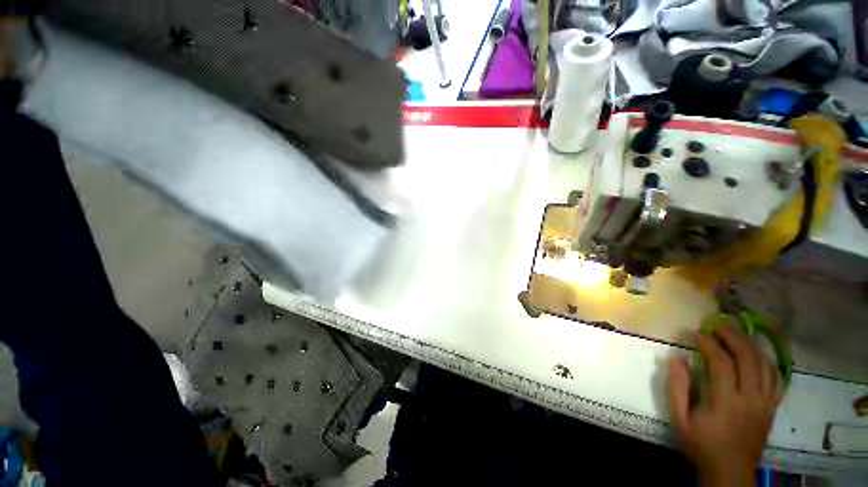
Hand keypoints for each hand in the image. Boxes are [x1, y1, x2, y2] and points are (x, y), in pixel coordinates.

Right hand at [667, 323, 780, 486]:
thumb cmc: (701, 443)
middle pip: (748, 358)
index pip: (721, 362)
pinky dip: (766, 361)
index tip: (695, 333)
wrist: (730, 469)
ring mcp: (765, 402)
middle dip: (733, 336)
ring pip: (765, 364)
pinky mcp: (772, 406)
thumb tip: (677, 358)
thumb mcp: (679, 418)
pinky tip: (757, 354)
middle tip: (718, 324)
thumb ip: (676, 387)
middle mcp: (750, 397)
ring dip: (750, 344)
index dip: (708, 343)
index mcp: (726, 401)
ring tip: (736, 333)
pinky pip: (776, 377)